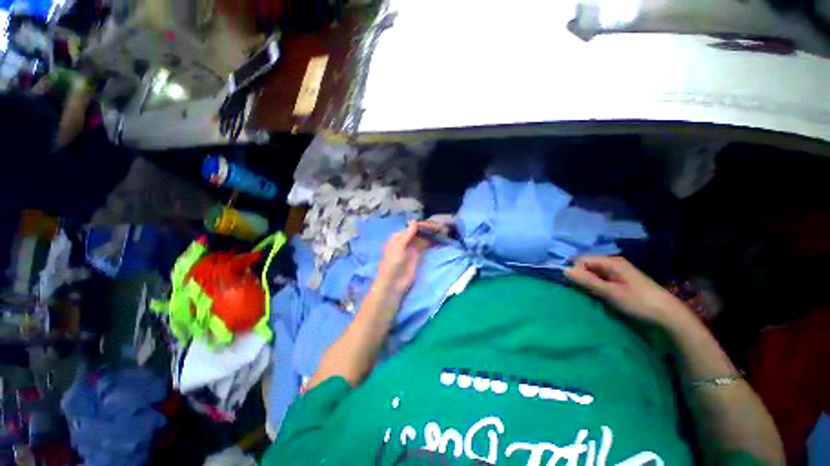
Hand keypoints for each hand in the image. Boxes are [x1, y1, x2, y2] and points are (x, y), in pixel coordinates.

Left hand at [375, 221, 442, 295]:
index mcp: (399, 236)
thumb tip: (414, 220)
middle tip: (442, 227)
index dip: (424, 224)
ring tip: (444, 231)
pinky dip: (432, 242)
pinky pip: (425, 245)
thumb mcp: (399, 247)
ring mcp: (412, 247)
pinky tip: (440, 239)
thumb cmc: (392, 263)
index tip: (435, 224)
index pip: (413, 227)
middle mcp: (406, 240)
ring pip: (424, 237)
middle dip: (430, 228)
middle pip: (419, 231)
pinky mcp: (418, 255)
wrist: (393, 282)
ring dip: (432, 234)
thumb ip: (407, 234)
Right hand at [565, 256, 693, 326]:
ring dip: (589, 281)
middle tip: (583, 291)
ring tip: (590, 294)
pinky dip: (597, 285)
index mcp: (611, 262)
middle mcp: (613, 263)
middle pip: (587, 264)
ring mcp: (618, 271)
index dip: (575, 270)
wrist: (669, 315)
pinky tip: (599, 294)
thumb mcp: (610, 292)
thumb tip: (564, 270)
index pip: (582, 259)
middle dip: (581, 276)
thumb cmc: (639, 302)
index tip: (576, 286)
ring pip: (594, 272)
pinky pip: (602, 278)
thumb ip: (587, 281)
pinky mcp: (622, 280)